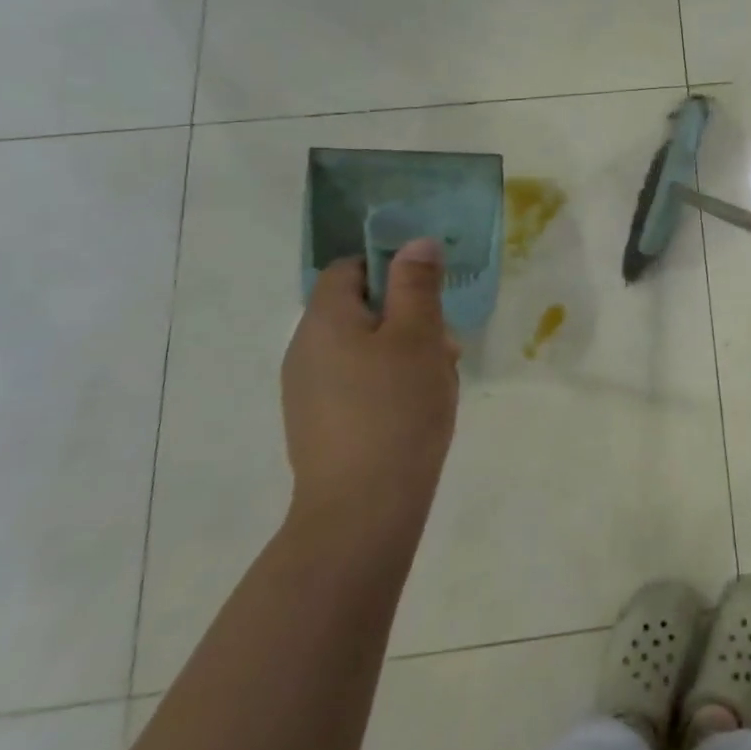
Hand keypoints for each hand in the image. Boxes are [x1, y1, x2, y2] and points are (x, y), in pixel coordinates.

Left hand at [280, 240, 460, 543]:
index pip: (350, 269)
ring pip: (363, 348)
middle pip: (359, 309)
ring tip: (438, 380)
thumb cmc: (396, 408)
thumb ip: (417, 284)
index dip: (391, 270)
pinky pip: (356, 382)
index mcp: (325, 320)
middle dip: (408, 317)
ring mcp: (307, 390)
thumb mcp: (419, 336)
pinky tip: (415, 409)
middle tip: (445, 345)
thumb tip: (415, 242)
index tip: (429, 294)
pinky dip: (387, 383)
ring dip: (403, 352)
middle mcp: (305, 349)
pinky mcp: (319, 422)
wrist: (362, 507)